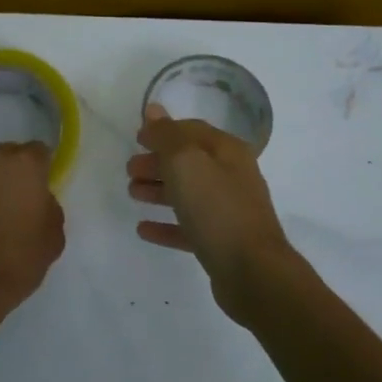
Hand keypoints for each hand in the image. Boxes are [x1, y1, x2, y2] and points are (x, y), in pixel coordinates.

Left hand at [0, 142, 64, 316]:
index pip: (38, 153)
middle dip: (8, 173)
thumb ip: (48, 205)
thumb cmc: (16, 263)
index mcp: (25, 163)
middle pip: (5, 155)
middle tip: (6, 202)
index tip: (35, 193)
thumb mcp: (54, 237)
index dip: (38, 174)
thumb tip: (36, 198)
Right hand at [128, 104, 295, 325]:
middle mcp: (231, 176)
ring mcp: (228, 211)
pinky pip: (188, 227)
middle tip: (129, 170)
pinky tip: (144, 229)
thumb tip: (154, 110)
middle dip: (157, 163)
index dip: (163, 131)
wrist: (252, 270)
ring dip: (159, 191)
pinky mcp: (221, 242)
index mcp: (227, 151)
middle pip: (189, 163)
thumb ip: (167, 136)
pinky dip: (166, 225)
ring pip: (188, 194)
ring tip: (133, 194)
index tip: (136, 138)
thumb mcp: (186, 162)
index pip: (192, 131)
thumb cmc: (217, 208)